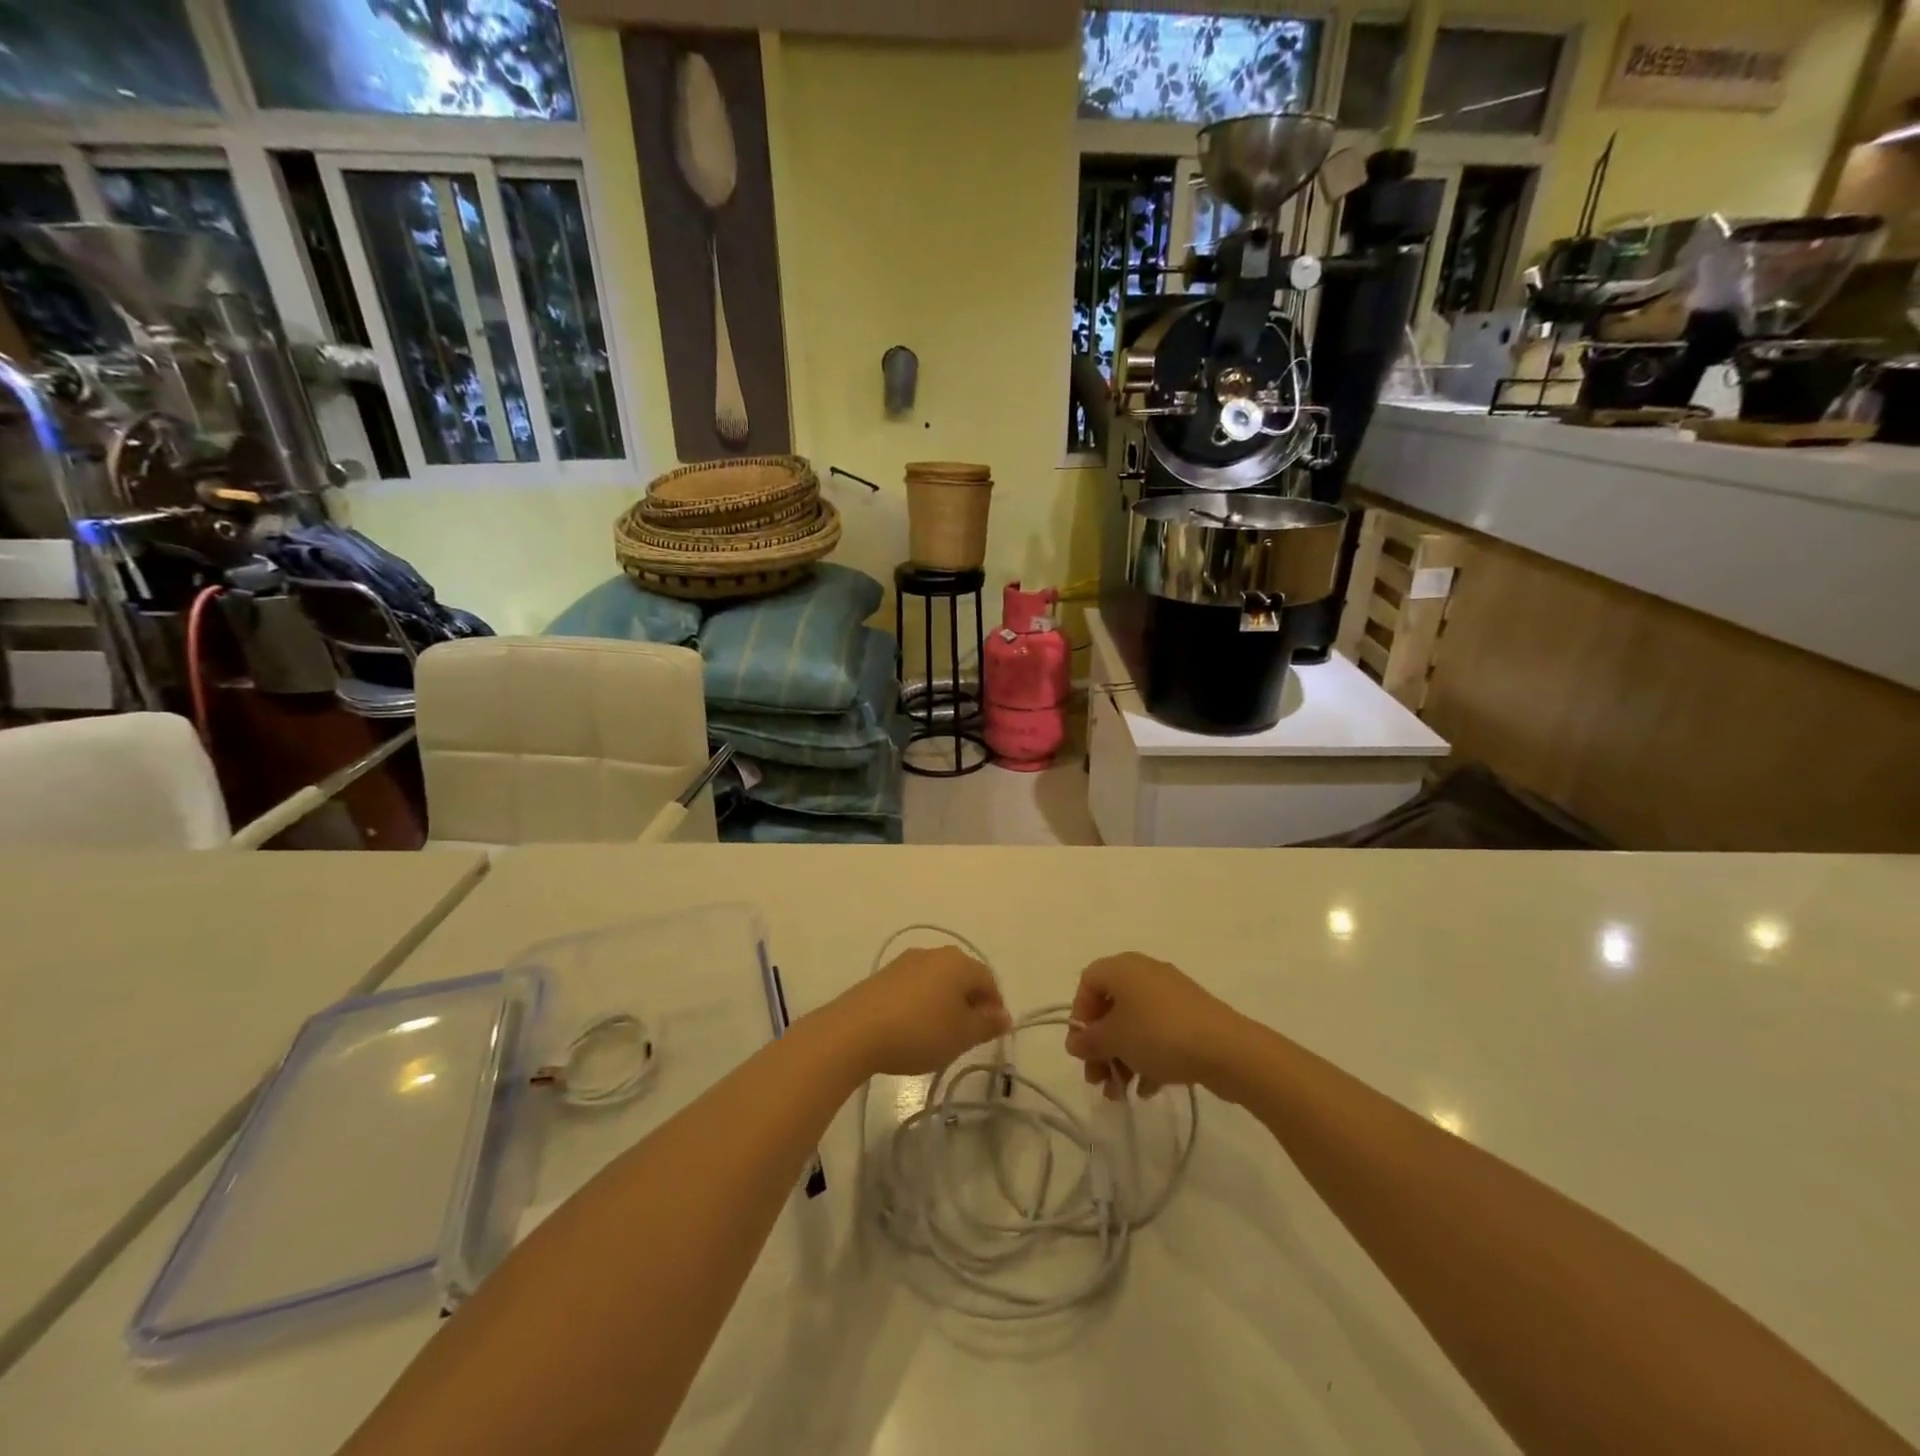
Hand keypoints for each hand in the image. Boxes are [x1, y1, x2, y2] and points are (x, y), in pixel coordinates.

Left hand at [818, 946, 1012, 1077]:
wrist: (855, 1031)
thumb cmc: (919, 1032)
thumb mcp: (961, 1035)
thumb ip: (987, 1025)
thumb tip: (1004, 1016)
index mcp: (958, 962)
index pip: (988, 980)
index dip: (995, 1007)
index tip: (991, 1034)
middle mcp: (933, 953)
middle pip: (962, 977)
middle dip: (970, 1004)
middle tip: (967, 1036)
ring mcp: (905, 962)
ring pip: (937, 981)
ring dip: (944, 1004)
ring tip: (939, 1035)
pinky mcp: (883, 976)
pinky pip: (914, 987)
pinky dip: (921, 1004)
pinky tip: (913, 1029)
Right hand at [1064, 953, 1239, 1097]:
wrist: (1227, 1050)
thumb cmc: (1159, 1035)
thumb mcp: (1115, 1039)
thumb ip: (1089, 1040)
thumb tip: (1075, 1041)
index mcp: (1123, 968)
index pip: (1088, 982)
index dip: (1080, 1016)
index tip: (1083, 1048)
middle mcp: (1145, 973)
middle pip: (1111, 1008)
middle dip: (1101, 1046)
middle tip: (1097, 1079)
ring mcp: (1171, 995)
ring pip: (1135, 1024)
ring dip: (1122, 1057)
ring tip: (1120, 1093)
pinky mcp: (1191, 1017)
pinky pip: (1159, 1033)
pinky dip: (1148, 1057)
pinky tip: (1148, 1089)